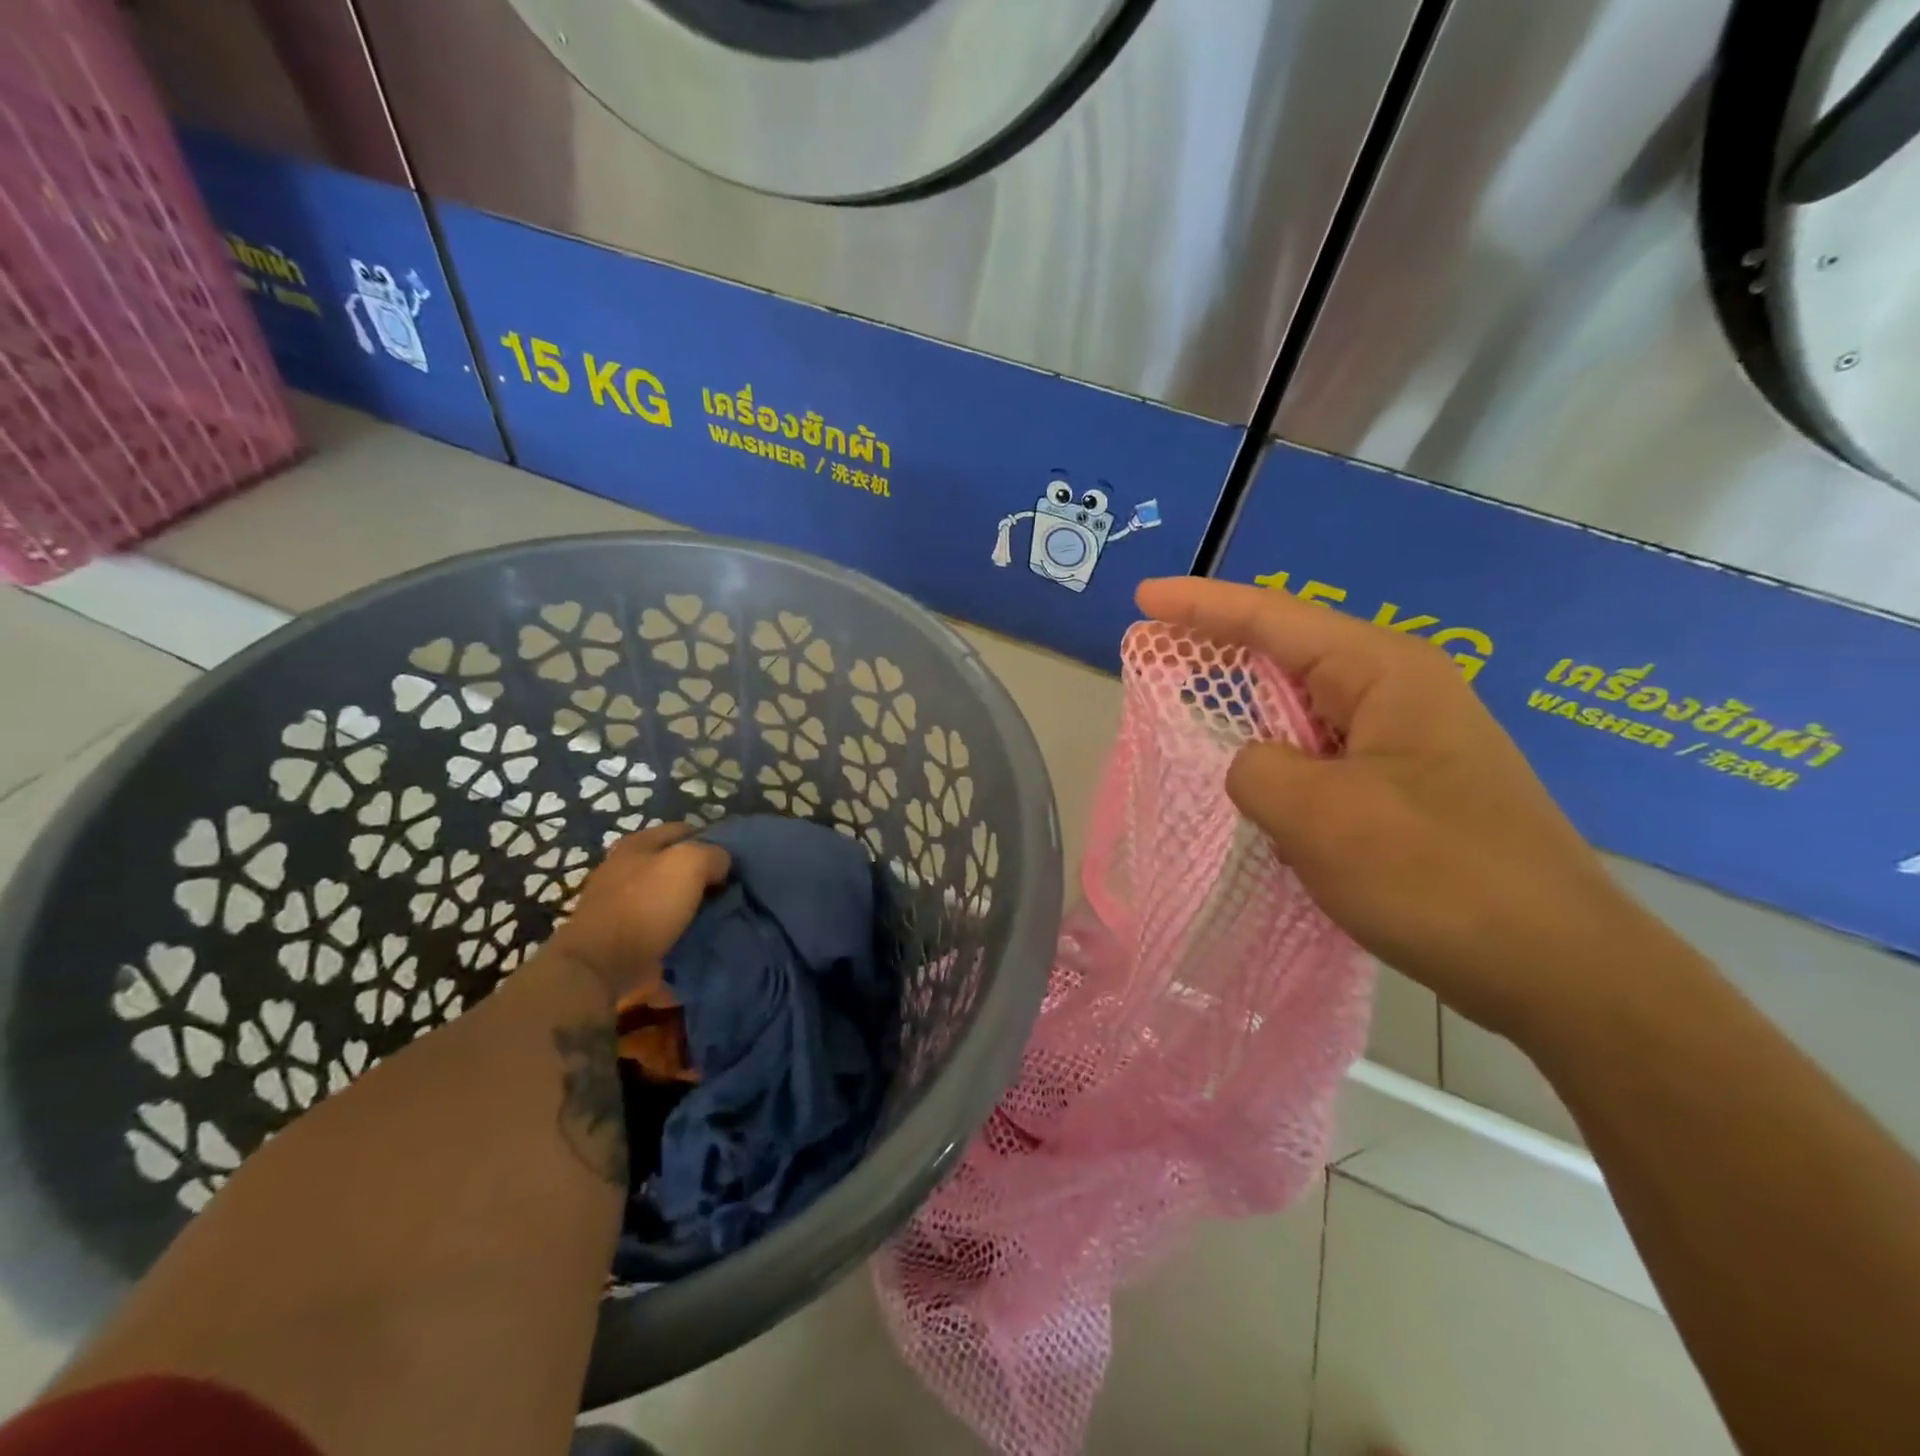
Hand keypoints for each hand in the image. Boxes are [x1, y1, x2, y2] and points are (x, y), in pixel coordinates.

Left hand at [549, 824, 730, 1002]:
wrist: (600, 965)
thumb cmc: (646, 905)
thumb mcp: (690, 863)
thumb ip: (713, 854)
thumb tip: (721, 865)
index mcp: (638, 843)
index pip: (685, 829)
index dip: (711, 840)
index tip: (732, 861)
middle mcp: (624, 866)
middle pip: (674, 862)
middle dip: (701, 874)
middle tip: (728, 889)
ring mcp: (618, 901)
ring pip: (668, 893)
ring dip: (690, 903)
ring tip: (717, 915)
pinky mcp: (619, 933)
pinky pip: (658, 922)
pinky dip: (676, 927)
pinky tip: (694, 935)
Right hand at [1136, 577, 1662, 1042]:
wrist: (1559, 969)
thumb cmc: (1437, 877)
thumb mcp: (1318, 816)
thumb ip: (1254, 770)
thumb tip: (1253, 766)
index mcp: (1384, 672)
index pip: (1273, 618)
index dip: (1201, 605)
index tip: (1143, 598)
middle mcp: (1400, 691)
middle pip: (1289, 653)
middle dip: (1221, 651)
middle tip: (1156, 655)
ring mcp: (1410, 741)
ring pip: (1305, 711)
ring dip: (1249, 713)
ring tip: (1192, 714)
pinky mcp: (1410, 789)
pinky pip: (1323, 757)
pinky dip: (1279, 762)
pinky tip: (1255, 786)